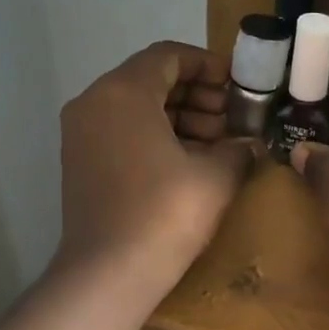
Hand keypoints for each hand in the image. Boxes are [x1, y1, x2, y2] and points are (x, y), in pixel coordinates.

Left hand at [56, 42, 251, 300]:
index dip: (208, 65)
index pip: (169, 56)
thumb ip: (237, 149)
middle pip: (151, 81)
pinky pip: (122, 134)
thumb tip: (249, 145)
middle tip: (232, 120)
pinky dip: (155, 138)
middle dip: (196, 96)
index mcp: (123, 91)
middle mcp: (94, 103)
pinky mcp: (79, 164)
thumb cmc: (165, 213)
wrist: (109, 273)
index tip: (238, 84)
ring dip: (179, 119)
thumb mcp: (215, 176)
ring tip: (217, 146)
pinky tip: (189, 165)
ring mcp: (81, 135)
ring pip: (136, 109)